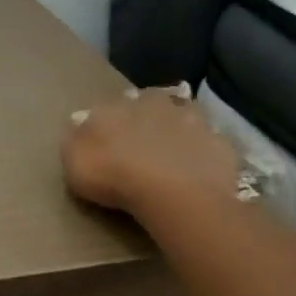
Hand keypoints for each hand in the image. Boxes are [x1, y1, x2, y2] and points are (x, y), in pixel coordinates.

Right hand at [62, 86, 241, 218]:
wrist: (175, 192)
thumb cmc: (116, 176)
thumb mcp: (76, 161)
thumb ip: (76, 139)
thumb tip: (80, 121)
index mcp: (119, 104)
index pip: (111, 106)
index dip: (109, 123)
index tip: (108, 141)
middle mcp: (157, 103)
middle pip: (149, 105)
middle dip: (146, 120)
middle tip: (142, 145)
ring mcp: (193, 120)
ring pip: (183, 117)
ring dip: (178, 130)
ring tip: (173, 156)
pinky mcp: (219, 143)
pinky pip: (208, 144)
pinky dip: (203, 153)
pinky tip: (198, 170)